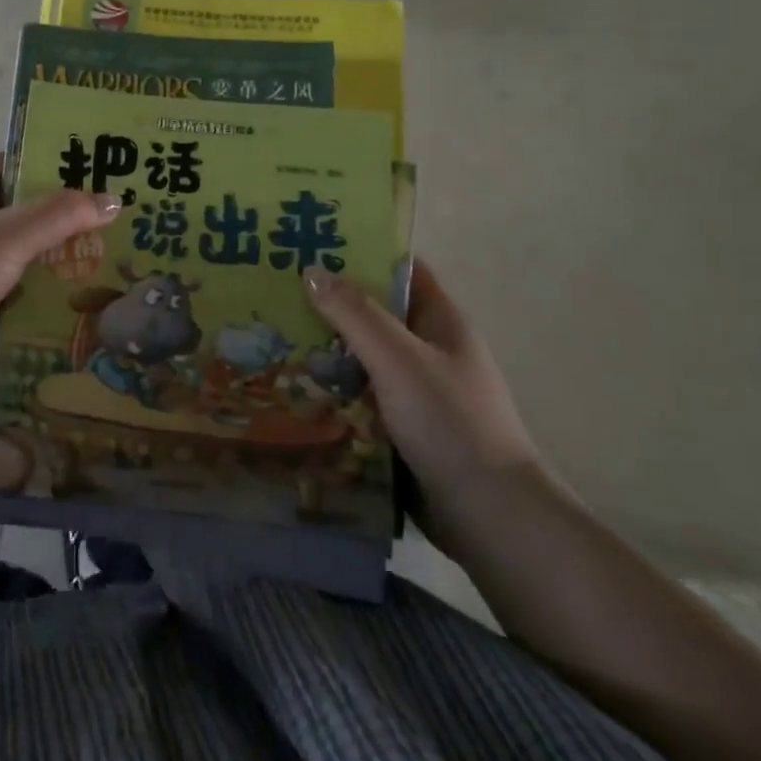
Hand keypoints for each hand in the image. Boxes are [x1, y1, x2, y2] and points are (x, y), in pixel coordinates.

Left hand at [0, 154, 121, 408]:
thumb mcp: (11, 233)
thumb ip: (62, 214)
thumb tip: (114, 200)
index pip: (11, 164)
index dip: (45, 159)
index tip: (91, 162)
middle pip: (31, 216)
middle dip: (71, 218)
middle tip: (123, 219)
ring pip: (35, 262)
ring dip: (70, 265)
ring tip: (124, 263)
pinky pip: (32, 303)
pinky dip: (58, 304)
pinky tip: (97, 306)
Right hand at [303, 260, 541, 546]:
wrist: (487, 515)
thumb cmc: (449, 422)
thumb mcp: (398, 358)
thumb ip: (355, 314)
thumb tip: (312, 270)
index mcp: (441, 321)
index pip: (401, 270)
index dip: (363, 253)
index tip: (314, 245)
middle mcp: (431, 350)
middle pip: (376, 314)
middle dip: (332, 303)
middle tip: (278, 291)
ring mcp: (418, 391)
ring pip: (364, 357)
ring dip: (327, 349)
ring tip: (273, 334)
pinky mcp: (404, 427)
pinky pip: (362, 395)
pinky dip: (334, 388)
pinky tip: (295, 387)